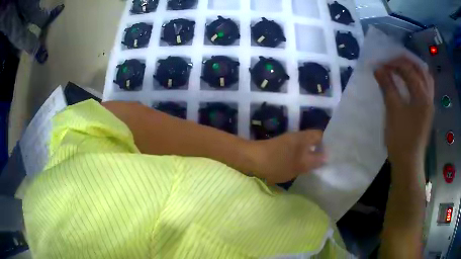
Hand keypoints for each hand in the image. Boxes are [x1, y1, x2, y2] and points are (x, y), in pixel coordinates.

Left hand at [251, 130, 325, 184]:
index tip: (334, 154)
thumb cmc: (276, 162)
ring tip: (318, 167)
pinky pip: (296, 152)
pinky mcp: (280, 149)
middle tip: (327, 163)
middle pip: (313, 141)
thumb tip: (327, 156)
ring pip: (304, 147)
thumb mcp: (298, 165)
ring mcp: (287, 142)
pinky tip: (302, 168)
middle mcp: (296, 137)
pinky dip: (301, 158)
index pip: (321, 135)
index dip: (328, 143)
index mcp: (303, 137)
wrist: (250, 160)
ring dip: (310, 155)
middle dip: (320, 151)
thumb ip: (314, 160)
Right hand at [374, 56, 433, 170]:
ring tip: (402, 67)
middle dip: (406, 62)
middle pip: (420, 69)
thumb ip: (387, 86)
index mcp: (422, 95)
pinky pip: (425, 88)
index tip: (380, 65)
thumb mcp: (393, 110)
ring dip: (414, 69)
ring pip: (425, 78)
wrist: (408, 162)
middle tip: (393, 61)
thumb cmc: (401, 138)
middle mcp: (429, 96)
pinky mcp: (427, 111)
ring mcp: (430, 104)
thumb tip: (378, 69)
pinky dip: (418, 79)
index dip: (393, 64)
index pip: (408, 70)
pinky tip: (411, 81)